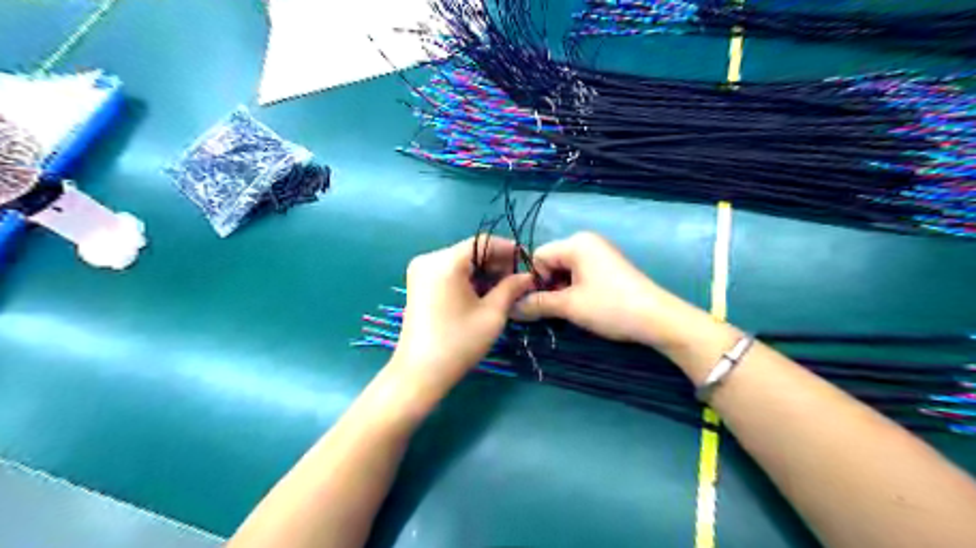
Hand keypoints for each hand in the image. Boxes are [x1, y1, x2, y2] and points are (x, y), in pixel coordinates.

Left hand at [392, 236, 533, 392]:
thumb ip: (511, 288)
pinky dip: (467, 278)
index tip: (527, 263)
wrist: (420, 372)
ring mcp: (421, 271)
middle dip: (496, 263)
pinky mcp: (418, 283)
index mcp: (446, 261)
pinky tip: (481, 294)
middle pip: (470, 250)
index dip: (508, 249)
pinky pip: (449, 271)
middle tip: (517, 281)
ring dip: (483, 272)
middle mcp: (429, 258)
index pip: (483, 242)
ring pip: (460, 261)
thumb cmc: (459, 343)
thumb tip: (528, 275)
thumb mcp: (492, 314)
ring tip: (503, 290)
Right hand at [513, 231, 688, 346]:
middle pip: (551, 262)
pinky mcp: (608, 267)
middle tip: (552, 311)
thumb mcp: (569, 306)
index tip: (537, 304)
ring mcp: (600, 254)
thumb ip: (537, 304)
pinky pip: (580, 274)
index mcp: (576, 243)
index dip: (533, 281)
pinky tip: (582, 306)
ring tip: (568, 311)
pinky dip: (575, 289)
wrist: (657, 319)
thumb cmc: (610, 306)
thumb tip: (510, 308)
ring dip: (561, 290)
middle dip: (547, 286)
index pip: (538, 256)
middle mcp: (587, 242)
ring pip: (565, 271)